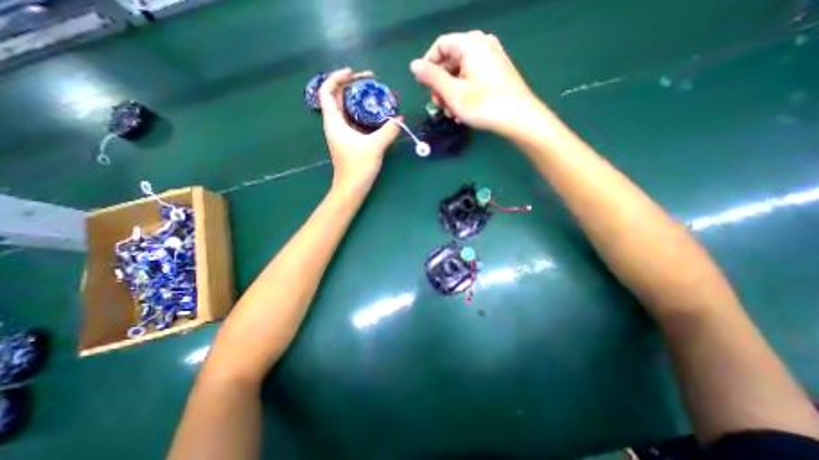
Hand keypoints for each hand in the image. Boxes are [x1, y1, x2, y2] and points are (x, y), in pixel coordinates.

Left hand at [318, 66, 402, 187]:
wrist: (351, 188)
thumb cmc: (358, 167)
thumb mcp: (375, 147)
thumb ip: (388, 131)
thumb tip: (400, 119)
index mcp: (334, 122)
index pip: (327, 91)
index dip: (337, 77)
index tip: (354, 72)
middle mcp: (336, 124)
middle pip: (338, 97)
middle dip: (353, 85)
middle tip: (372, 80)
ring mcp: (343, 133)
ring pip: (348, 108)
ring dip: (360, 99)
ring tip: (376, 93)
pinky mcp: (350, 140)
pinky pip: (355, 120)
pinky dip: (364, 113)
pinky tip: (377, 113)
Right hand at [410, 30, 542, 136]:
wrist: (519, 117)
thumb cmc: (483, 105)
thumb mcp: (453, 93)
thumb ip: (432, 77)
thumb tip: (414, 65)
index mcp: (470, 44)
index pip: (440, 46)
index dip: (427, 65)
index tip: (422, 86)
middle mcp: (481, 44)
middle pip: (450, 60)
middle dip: (440, 84)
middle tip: (438, 105)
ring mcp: (491, 57)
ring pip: (460, 72)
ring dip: (451, 92)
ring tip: (451, 112)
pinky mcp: (496, 70)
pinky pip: (472, 77)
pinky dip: (463, 91)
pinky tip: (462, 110)